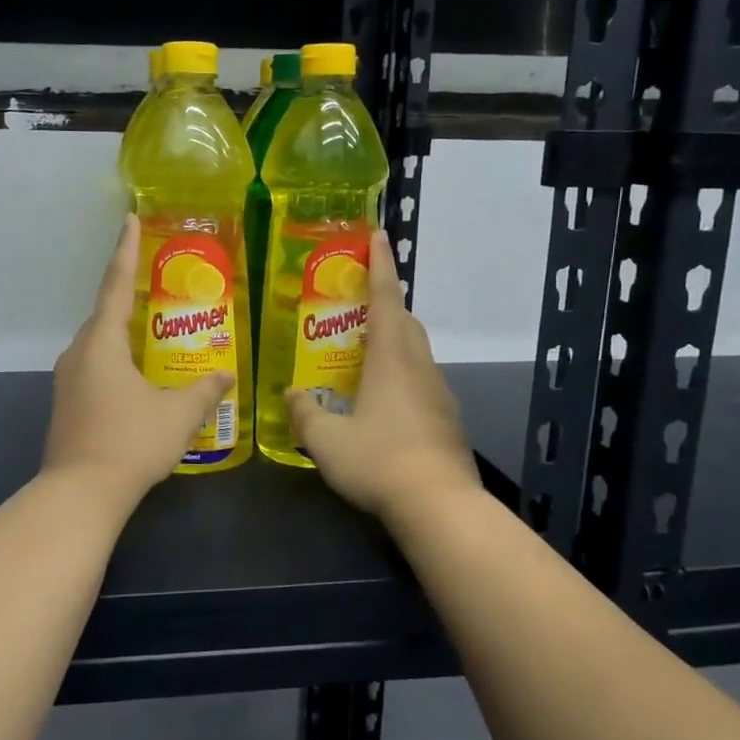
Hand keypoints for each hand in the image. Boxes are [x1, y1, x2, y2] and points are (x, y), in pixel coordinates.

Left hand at [42, 214, 234, 500]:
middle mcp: (78, 353)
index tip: (128, 218)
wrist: (80, 494)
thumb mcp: (178, 415)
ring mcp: (67, 380)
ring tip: (154, 332)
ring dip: (124, 334)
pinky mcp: (66, 404)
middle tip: (158, 285)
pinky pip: (95, 367)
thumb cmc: (130, 443)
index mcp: (102, 342)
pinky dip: (117, 360)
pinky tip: (138, 377)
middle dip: (130, 297)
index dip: (125, 250)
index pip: (116, 284)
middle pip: (106, 315)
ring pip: (99, 344)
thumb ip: (204, 391)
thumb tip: (227, 376)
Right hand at [288, 232, 480, 523]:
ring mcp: (438, 392)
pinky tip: (382, 402)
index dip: (381, 264)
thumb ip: (305, 412)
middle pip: (405, 321)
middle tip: (356, 306)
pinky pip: (421, 380)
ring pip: (416, 351)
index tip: (379, 235)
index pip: (386, 298)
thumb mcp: (326, 439)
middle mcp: (419, 366)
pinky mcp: (447, 418)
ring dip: (394, 341)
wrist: (439, 504)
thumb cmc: (379, 460)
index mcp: (391, 358)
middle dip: (385, 304)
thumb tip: (293, 394)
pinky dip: (402, 374)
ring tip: (364, 354)